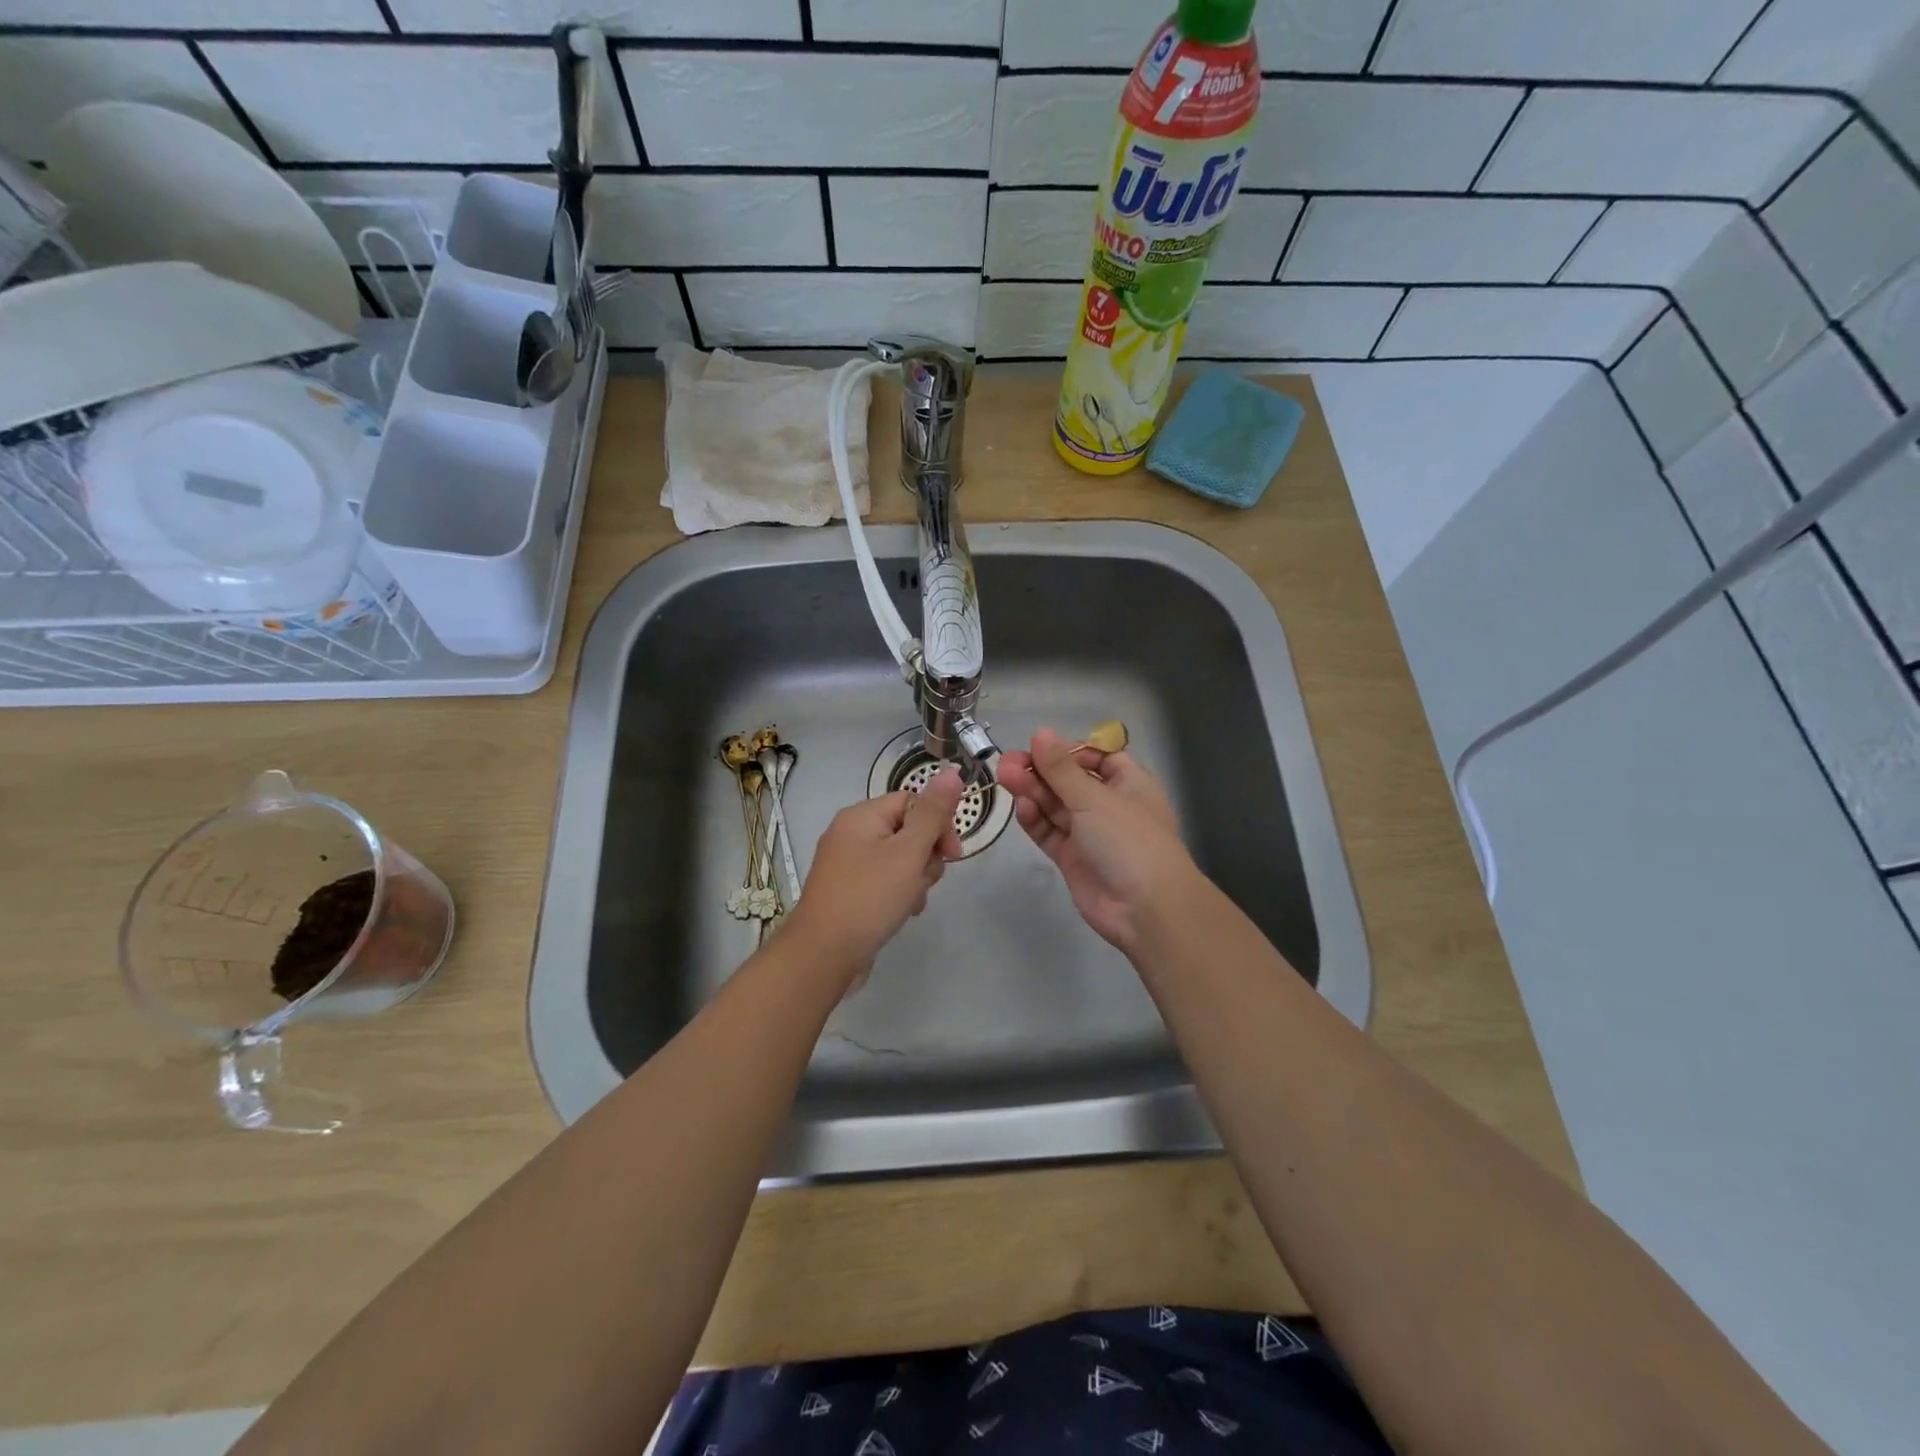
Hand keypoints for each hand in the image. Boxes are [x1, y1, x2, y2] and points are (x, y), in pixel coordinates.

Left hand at [782, 768, 965, 983]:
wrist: (824, 954)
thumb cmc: (870, 897)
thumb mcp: (909, 852)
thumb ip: (933, 813)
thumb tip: (952, 772)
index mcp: (862, 815)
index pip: (913, 801)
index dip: (938, 824)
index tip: (952, 854)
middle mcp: (851, 833)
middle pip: (908, 830)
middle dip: (926, 856)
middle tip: (923, 881)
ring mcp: (848, 864)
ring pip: (900, 859)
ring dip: (915, 879)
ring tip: (910, 902)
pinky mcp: (849, 890)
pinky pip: (885, 880)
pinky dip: (899, 893)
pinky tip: (901, 913)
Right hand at [997, 729, 1196, 954]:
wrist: (1145, 909)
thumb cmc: (1129, 840)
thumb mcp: (1094, 797)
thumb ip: (1061, 769)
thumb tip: (1040, 733)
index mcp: (1129, 784)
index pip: (1097, 757)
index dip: (1069, 751)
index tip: (1041, 747)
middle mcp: (1110, 806)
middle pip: (1070, 781)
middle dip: (1040, 771)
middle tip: (1007, 762)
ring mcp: (1090, 834)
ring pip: (1056, 806)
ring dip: (1032, 791)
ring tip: (1005, 777)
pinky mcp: (1073, 859)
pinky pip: (1050, 833)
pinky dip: (1036, 820)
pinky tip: (1020, 807)